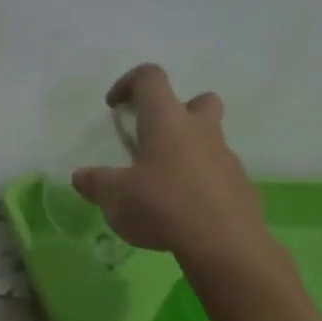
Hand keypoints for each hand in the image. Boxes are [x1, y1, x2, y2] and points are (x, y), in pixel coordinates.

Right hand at [72, 63, 266, 261]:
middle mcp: (201, 130)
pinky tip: (186, 212)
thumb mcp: (115, 197)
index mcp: (167, 121)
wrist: (223, 243)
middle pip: (199, 100)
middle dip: (179, 111)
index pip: (151, 78)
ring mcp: (226, 158)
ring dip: (190, 152)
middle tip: (157, 139)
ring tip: (166, 184)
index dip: (130, 83)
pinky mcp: (241, 187)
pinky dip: (203, 185)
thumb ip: (96, 183)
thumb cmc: (162, 206)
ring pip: (211, 140)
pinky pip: (220, 175)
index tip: (115, 106)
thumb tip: (80, 177)